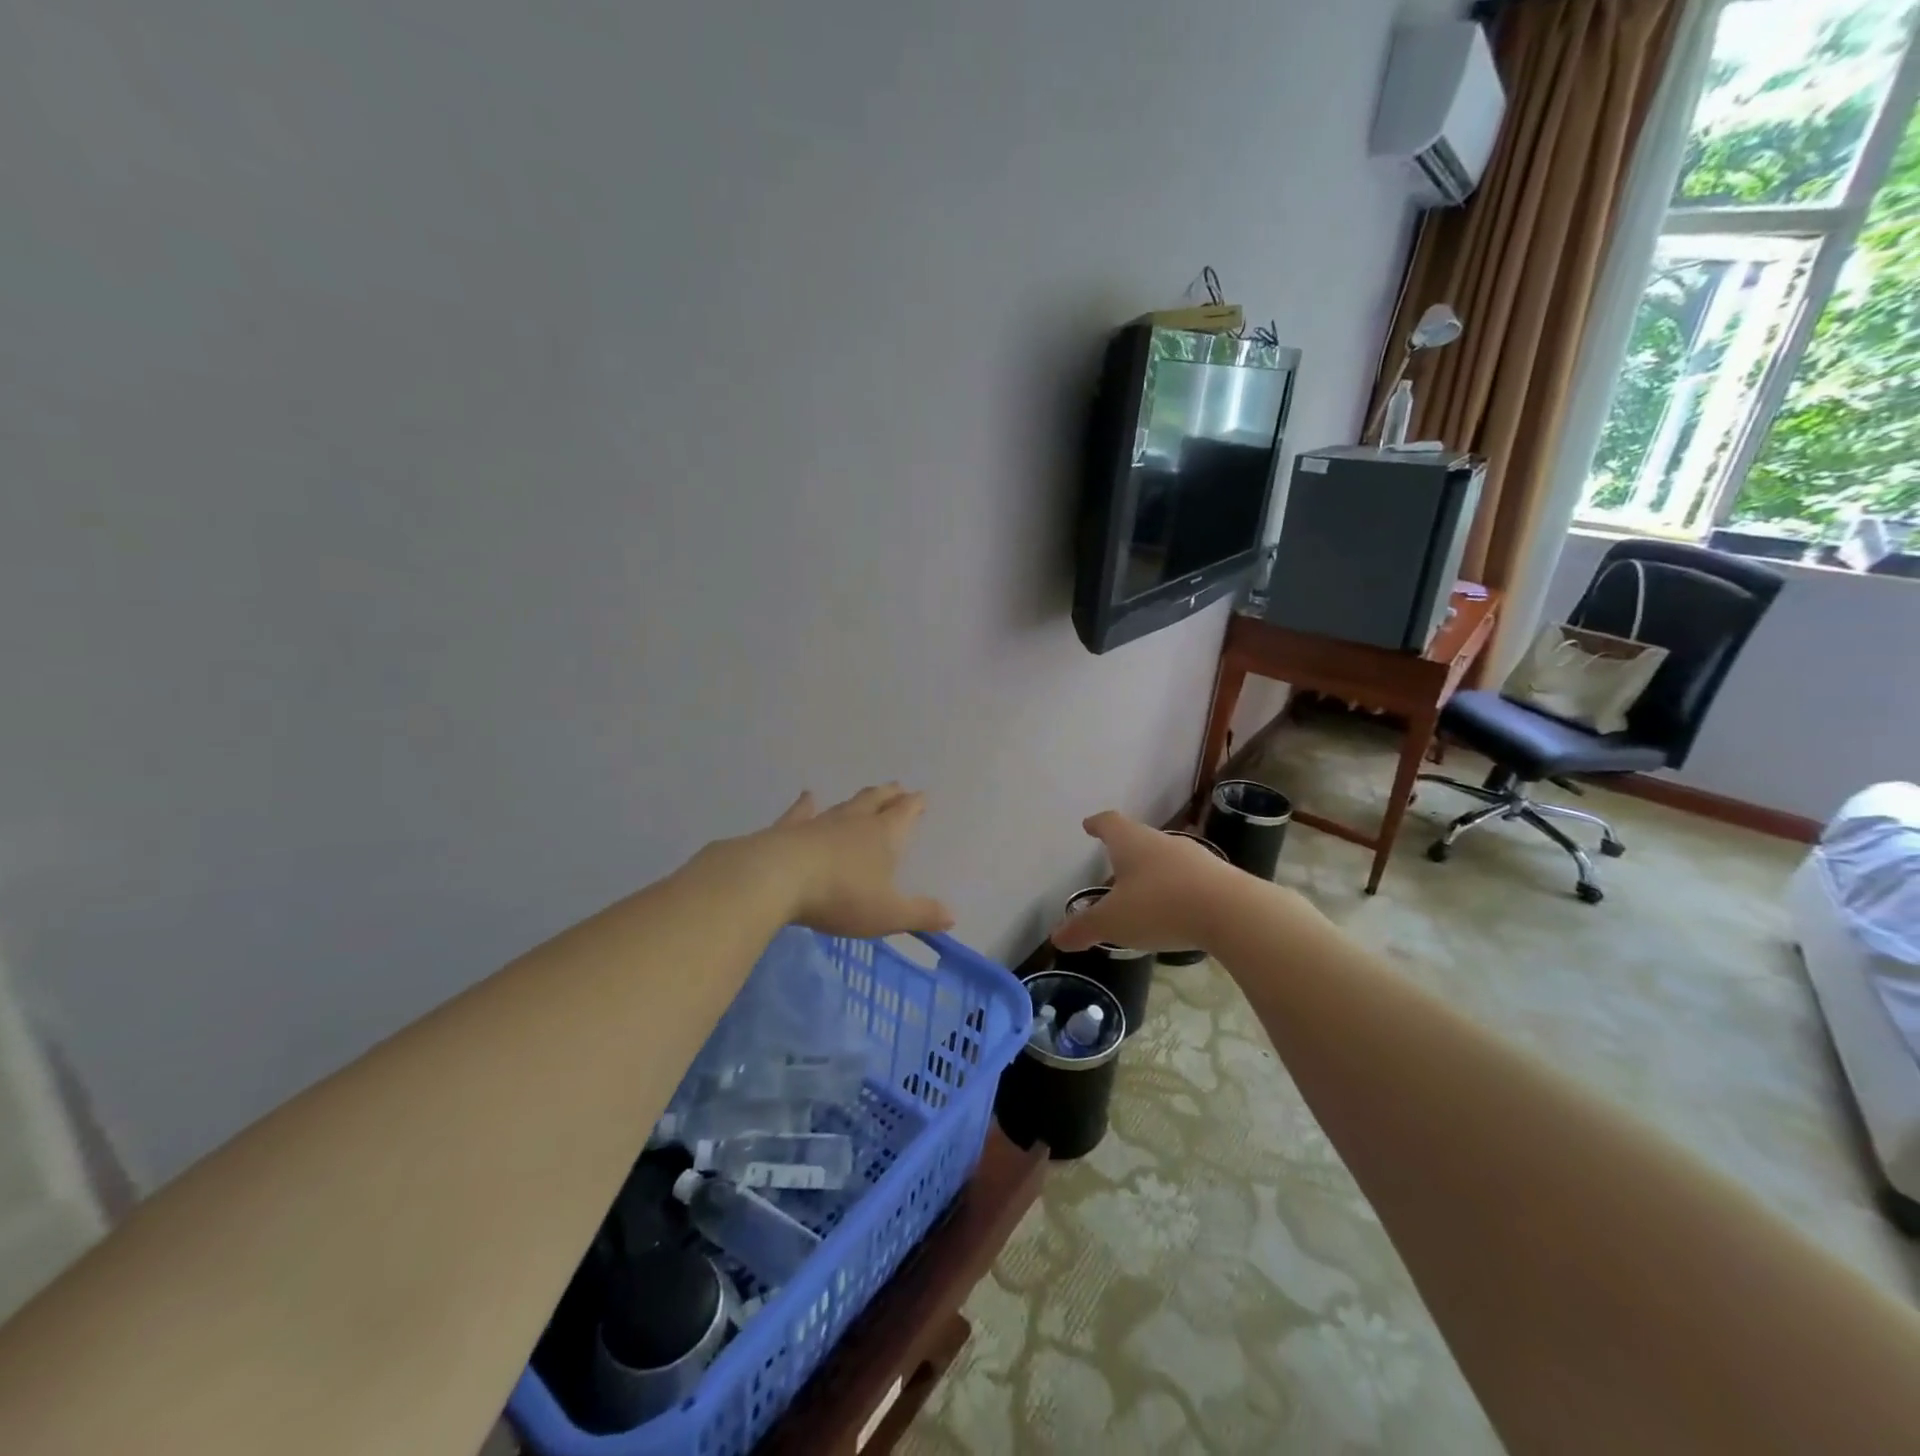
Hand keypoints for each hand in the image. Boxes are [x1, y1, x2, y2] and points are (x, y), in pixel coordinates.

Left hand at [750, 785, 953, 937]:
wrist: (778, 878)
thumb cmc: (840, 896)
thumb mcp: (887, 914)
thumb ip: (920, 914)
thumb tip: (952, 916)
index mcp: (883, 836)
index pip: (904, 813)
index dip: (915, 805)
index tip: (921, 797)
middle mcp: (854, 822)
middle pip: (876, 801)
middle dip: (890, 795)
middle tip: (898, 788)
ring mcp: (820, 822)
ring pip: (845, 805)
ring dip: (859, 799)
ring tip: (868, 792)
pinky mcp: (789, 830)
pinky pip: (802, 812)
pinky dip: (806, 804)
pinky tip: (808, 796)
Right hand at [1051, 812, 1243, 952]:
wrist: (1232, 912)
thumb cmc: (1160, 907)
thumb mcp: (1114, 922)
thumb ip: (1084, 928)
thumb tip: (1056, 937)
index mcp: (1131, 842)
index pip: (1110, 823)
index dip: (1097, 824)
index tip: (1089, 825)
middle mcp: (1161, 841)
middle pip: (1138, 838)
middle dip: (1124, 850)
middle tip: (1112, 863)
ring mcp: (1194, 856)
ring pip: (1165, 858)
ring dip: (1151, 870)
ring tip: (1141, 890)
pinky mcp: (1218, 877)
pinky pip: (1188, 877)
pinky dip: (1175, 888)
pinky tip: (1174, 908)